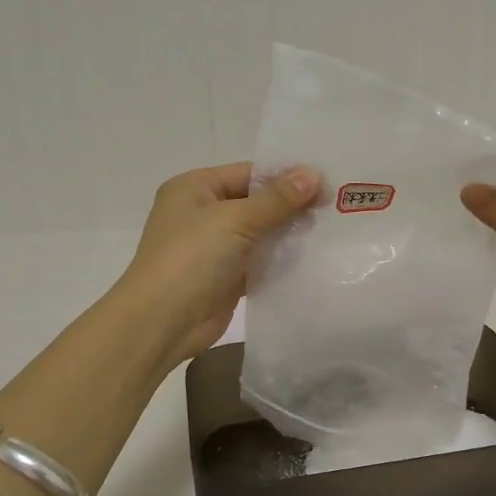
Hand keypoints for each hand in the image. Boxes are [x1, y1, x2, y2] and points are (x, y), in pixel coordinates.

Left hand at [114, 161, 320, 367]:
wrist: (162, 322)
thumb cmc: (191, 258)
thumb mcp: (235, 220)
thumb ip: (277, 199)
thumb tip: (314, 174)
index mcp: (194, 188)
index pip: (248, 173)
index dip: (285, 176)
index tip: (326, 182)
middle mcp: (202, 213)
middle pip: (255, 202)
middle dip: (291, 206)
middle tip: (334, 207)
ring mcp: (213, 247)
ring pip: (259, 233)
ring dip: (289, 233)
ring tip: (330, 230)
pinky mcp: (225, 277)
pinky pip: (258, 261)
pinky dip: (280, 260)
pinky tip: (312, 257)